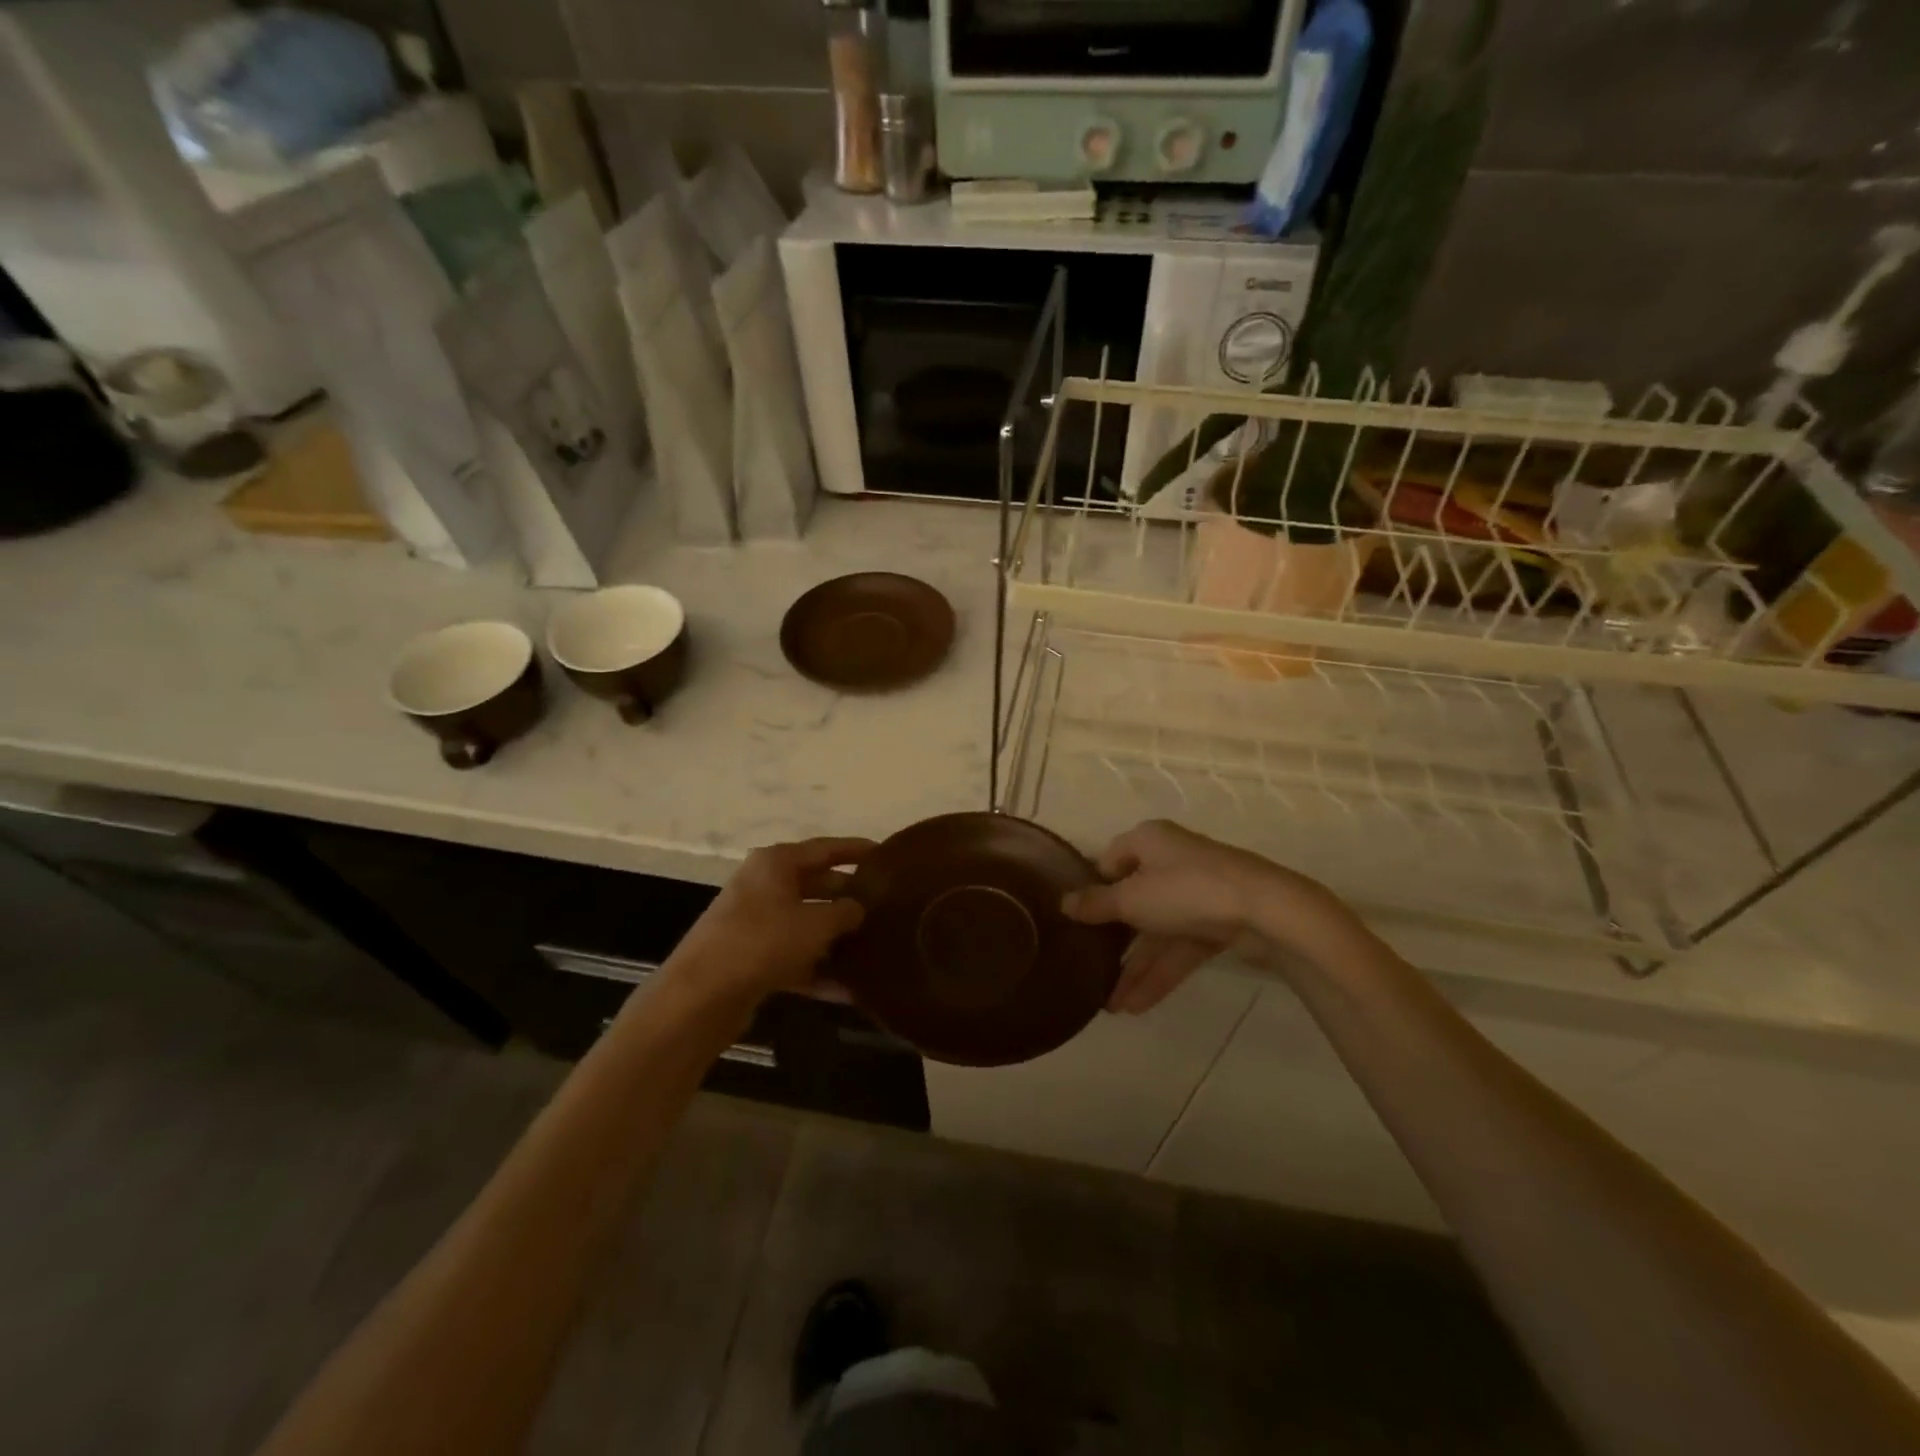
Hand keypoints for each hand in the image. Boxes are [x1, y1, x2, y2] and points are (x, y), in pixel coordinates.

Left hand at [665, 837, 874, 1004]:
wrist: (700, 995)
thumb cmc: (762, 942)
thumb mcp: (815, 924)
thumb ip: (844, 912)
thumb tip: (859, 908)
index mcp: (776, 863)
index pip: (826, 848)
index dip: (856, 850)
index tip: (886, 854)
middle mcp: (764, 885)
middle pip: (816, 884)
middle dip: (849, 896)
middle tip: (886, 905)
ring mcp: (755, 922)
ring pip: (805, 922)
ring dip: (835, 936)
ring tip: (874, 945)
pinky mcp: (750, 957)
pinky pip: (793, 955)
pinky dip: (817, 968)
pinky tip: (848, 990)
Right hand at [1061, 820, 1340, 1013]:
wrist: (1265, 911)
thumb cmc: (1186, 890)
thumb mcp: (1131, 899)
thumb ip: (1096, 904)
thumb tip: (1062, 903)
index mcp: (1148, 841)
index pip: (1109, 860)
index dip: (1092, 888)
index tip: (1076, 920)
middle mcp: (1171, 862)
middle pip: (1133, 901)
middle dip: (1113, 941)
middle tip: (1088, 969)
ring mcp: (1196, 894)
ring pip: (1157, 932)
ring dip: (1135, 968)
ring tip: (1110, 1006)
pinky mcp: (1217, 923)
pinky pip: (1179, 949)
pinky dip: (1160, 974)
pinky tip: (1137, 1006)